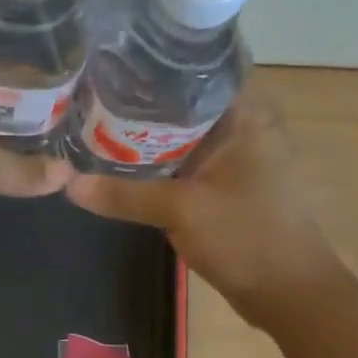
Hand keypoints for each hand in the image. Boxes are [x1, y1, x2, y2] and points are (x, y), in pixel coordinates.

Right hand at [67, 90, 338, 323]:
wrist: (289, 294)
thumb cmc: (245, 237)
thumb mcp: (179, 211)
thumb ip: (123, 194)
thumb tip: (68, 183)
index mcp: (247, 115)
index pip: (199, 69)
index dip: (156, 66)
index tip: (114, 64)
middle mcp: (247, 126)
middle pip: (187, 102)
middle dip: (143, 102)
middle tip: (95, 94)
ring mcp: (240, 157)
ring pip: (186, 134)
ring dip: (150, 135)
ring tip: (100, 122)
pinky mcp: (231, 184)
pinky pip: (189, 162)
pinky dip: (161, 162)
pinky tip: (125, 164)